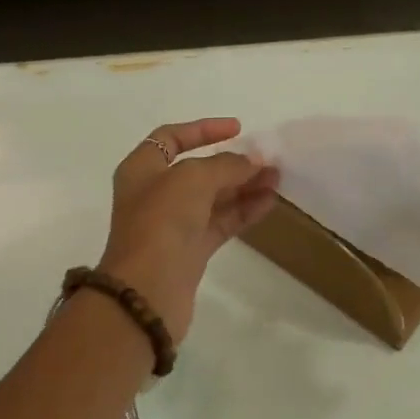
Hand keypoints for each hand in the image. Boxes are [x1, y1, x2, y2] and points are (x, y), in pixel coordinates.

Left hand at [97, 119, 280, 343]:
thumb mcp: (193, 179)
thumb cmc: (161, 223)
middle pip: (198, 170)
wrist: (147, 290)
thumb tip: (254, 162)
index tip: (238, 129)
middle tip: (269, 160)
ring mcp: (173, 224)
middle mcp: (155, 194)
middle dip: (233, 163)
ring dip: (244, 187)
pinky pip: (220, 223)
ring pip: (213, 198)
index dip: (203, 130)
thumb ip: (226, 165)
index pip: (170, 138)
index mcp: (142, 169)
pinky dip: (243, 211)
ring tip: (278, 179)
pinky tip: (269, 202)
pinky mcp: (190, 251)